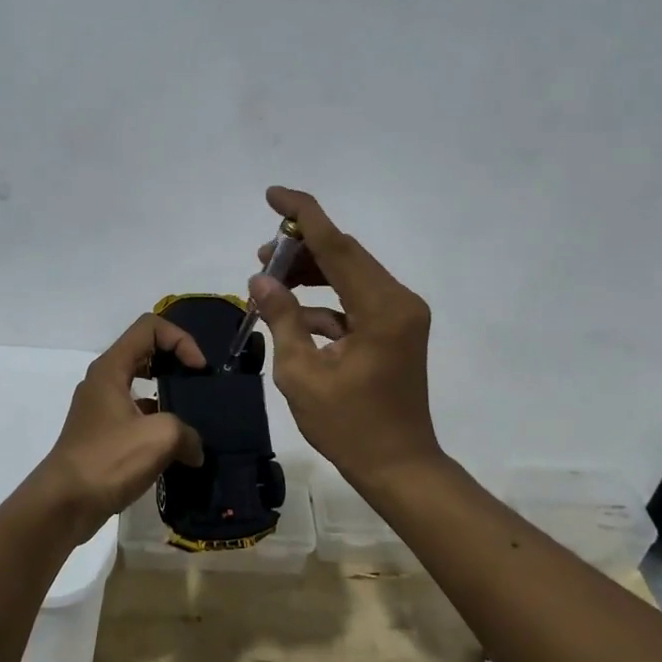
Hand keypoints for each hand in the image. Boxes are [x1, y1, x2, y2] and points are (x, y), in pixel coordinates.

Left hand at [32, 314, 204, 543]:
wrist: (63, 505)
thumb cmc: (108, 460)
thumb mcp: (159, 437)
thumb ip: (187, 432)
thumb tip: (194, 449)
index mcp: (111, 368)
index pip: (150, 327)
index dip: (180, 340)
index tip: (198, 369)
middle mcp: (104, 380)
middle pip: (146, 351)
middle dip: (177, 362)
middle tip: (199, 386)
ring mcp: (101, 408)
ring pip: (141, 385)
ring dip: (169, 395)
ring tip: (195, 418)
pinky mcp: (103, 435)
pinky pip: (137, 415)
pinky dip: (159, 423)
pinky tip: (177, 448)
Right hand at [249, 186, 442, 482]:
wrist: (399, 467)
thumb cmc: (350, 426)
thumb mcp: (303, 374)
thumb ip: (282, 319)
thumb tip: (261, 279)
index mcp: (381, 308)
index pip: (338, 245)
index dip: (304, 215)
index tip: (273, 194)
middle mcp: (398, 300)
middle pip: (345, 255)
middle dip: (301, 248)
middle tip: (261, 256)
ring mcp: (400, 314)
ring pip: (349, 274)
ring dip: (311, 272)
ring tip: (270, 279)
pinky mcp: (394, 328)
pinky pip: (354, 300)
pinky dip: (324, 302)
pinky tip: (291, 315)